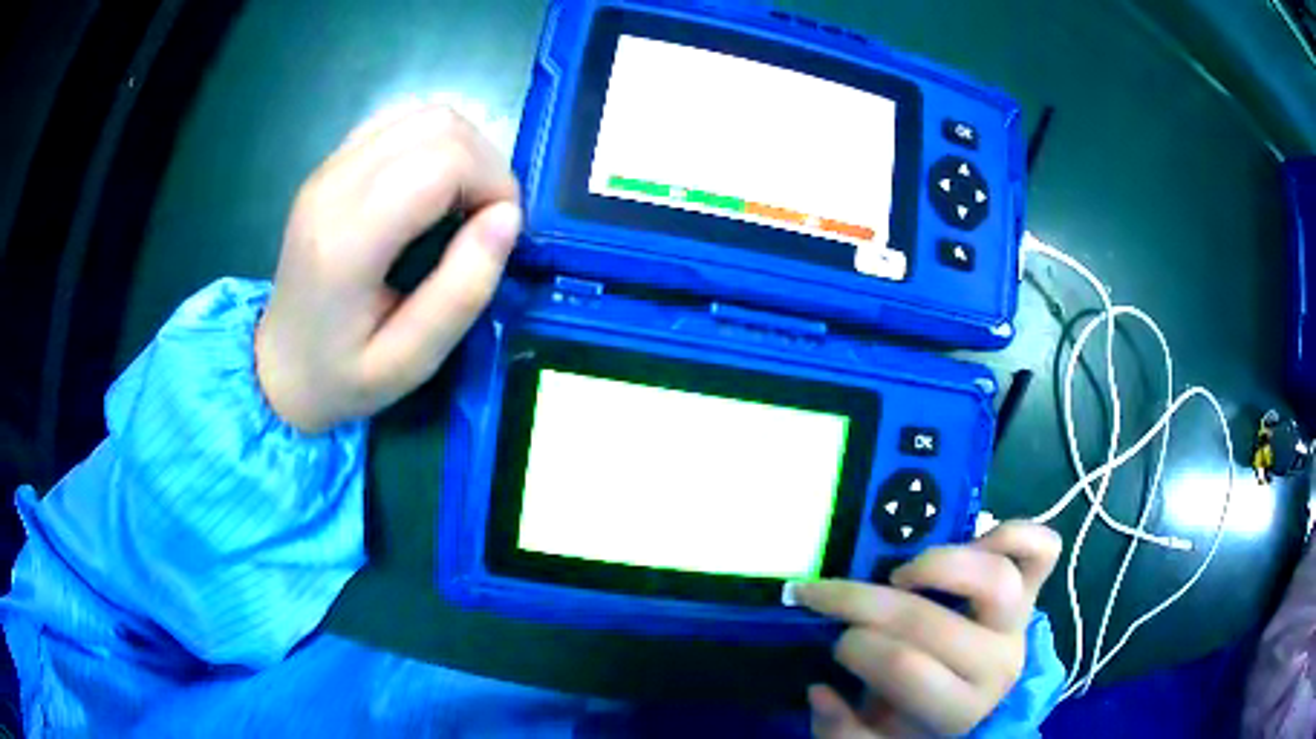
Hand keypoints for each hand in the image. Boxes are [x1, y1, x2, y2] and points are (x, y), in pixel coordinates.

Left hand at [255, 102, 520, 432]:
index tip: (502, 232)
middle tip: (486, 220)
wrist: (278, 366)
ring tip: (462, 203)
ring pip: (424, 113)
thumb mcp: (409, 362)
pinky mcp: (332, 162)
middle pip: (439, 125)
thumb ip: (462, 292)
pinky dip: (435, 142)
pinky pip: (401, 120)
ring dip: (463, 150)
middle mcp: (334, 185)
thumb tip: (508, 217)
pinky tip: (432, 187)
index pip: (443, 161)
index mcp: (347, 240)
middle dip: (485, 165)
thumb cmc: (341, 377)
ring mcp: (329, 166)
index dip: (494, 184)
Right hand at [793, 522, 1060, 737]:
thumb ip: (841, 731)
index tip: (836, 642)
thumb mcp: (873, 737)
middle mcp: (996, 665)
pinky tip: (977, 537)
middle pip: (930, 621)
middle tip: (835, 600)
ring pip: (995, 578)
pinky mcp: (1032, 590)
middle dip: (866, 604)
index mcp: (956, 710)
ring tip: (903, 573)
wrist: (969, 701)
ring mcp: (1019, 623)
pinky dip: (1015, 533)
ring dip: (940, 564)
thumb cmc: (915, 719)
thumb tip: (821, 691)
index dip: (858, 646)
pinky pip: (1043, 550)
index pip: (903, 666)